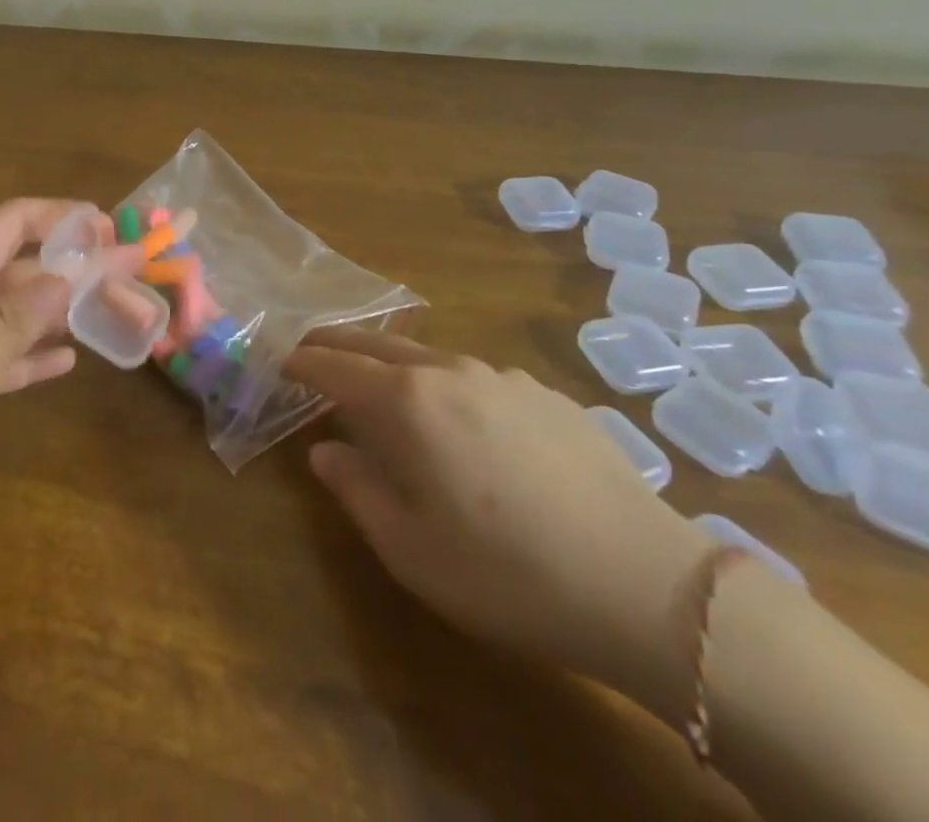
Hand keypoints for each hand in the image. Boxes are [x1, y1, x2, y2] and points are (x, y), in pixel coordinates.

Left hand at [0, 199, 115, 546]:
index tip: (111, 230)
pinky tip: (63, 364)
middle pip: (20, 267)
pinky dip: (29, 356)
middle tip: (132, 282)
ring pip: (12, 313)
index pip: (11, 221)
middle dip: (75, 268)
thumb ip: (14, 321)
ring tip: (112, 317)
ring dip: (59, 312)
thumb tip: (67, 272)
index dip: (61, 216)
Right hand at [283, 330, 711, 714]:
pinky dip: (447, 382)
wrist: (647, 586)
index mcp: (406, 402)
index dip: (302, 363)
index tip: (281, 361)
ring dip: (393, 361)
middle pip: (377, 344)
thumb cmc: (507, 573)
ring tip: (382, 381)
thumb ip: (356, 489)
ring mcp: (502, 377)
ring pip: (429, 355)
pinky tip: (463, 418)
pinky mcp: (546, 395)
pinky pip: (477, 376)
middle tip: (313, 347)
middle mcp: (448, 372)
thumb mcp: (410, 548)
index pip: (335, 367)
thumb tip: (324, 450)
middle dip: (338, 343)